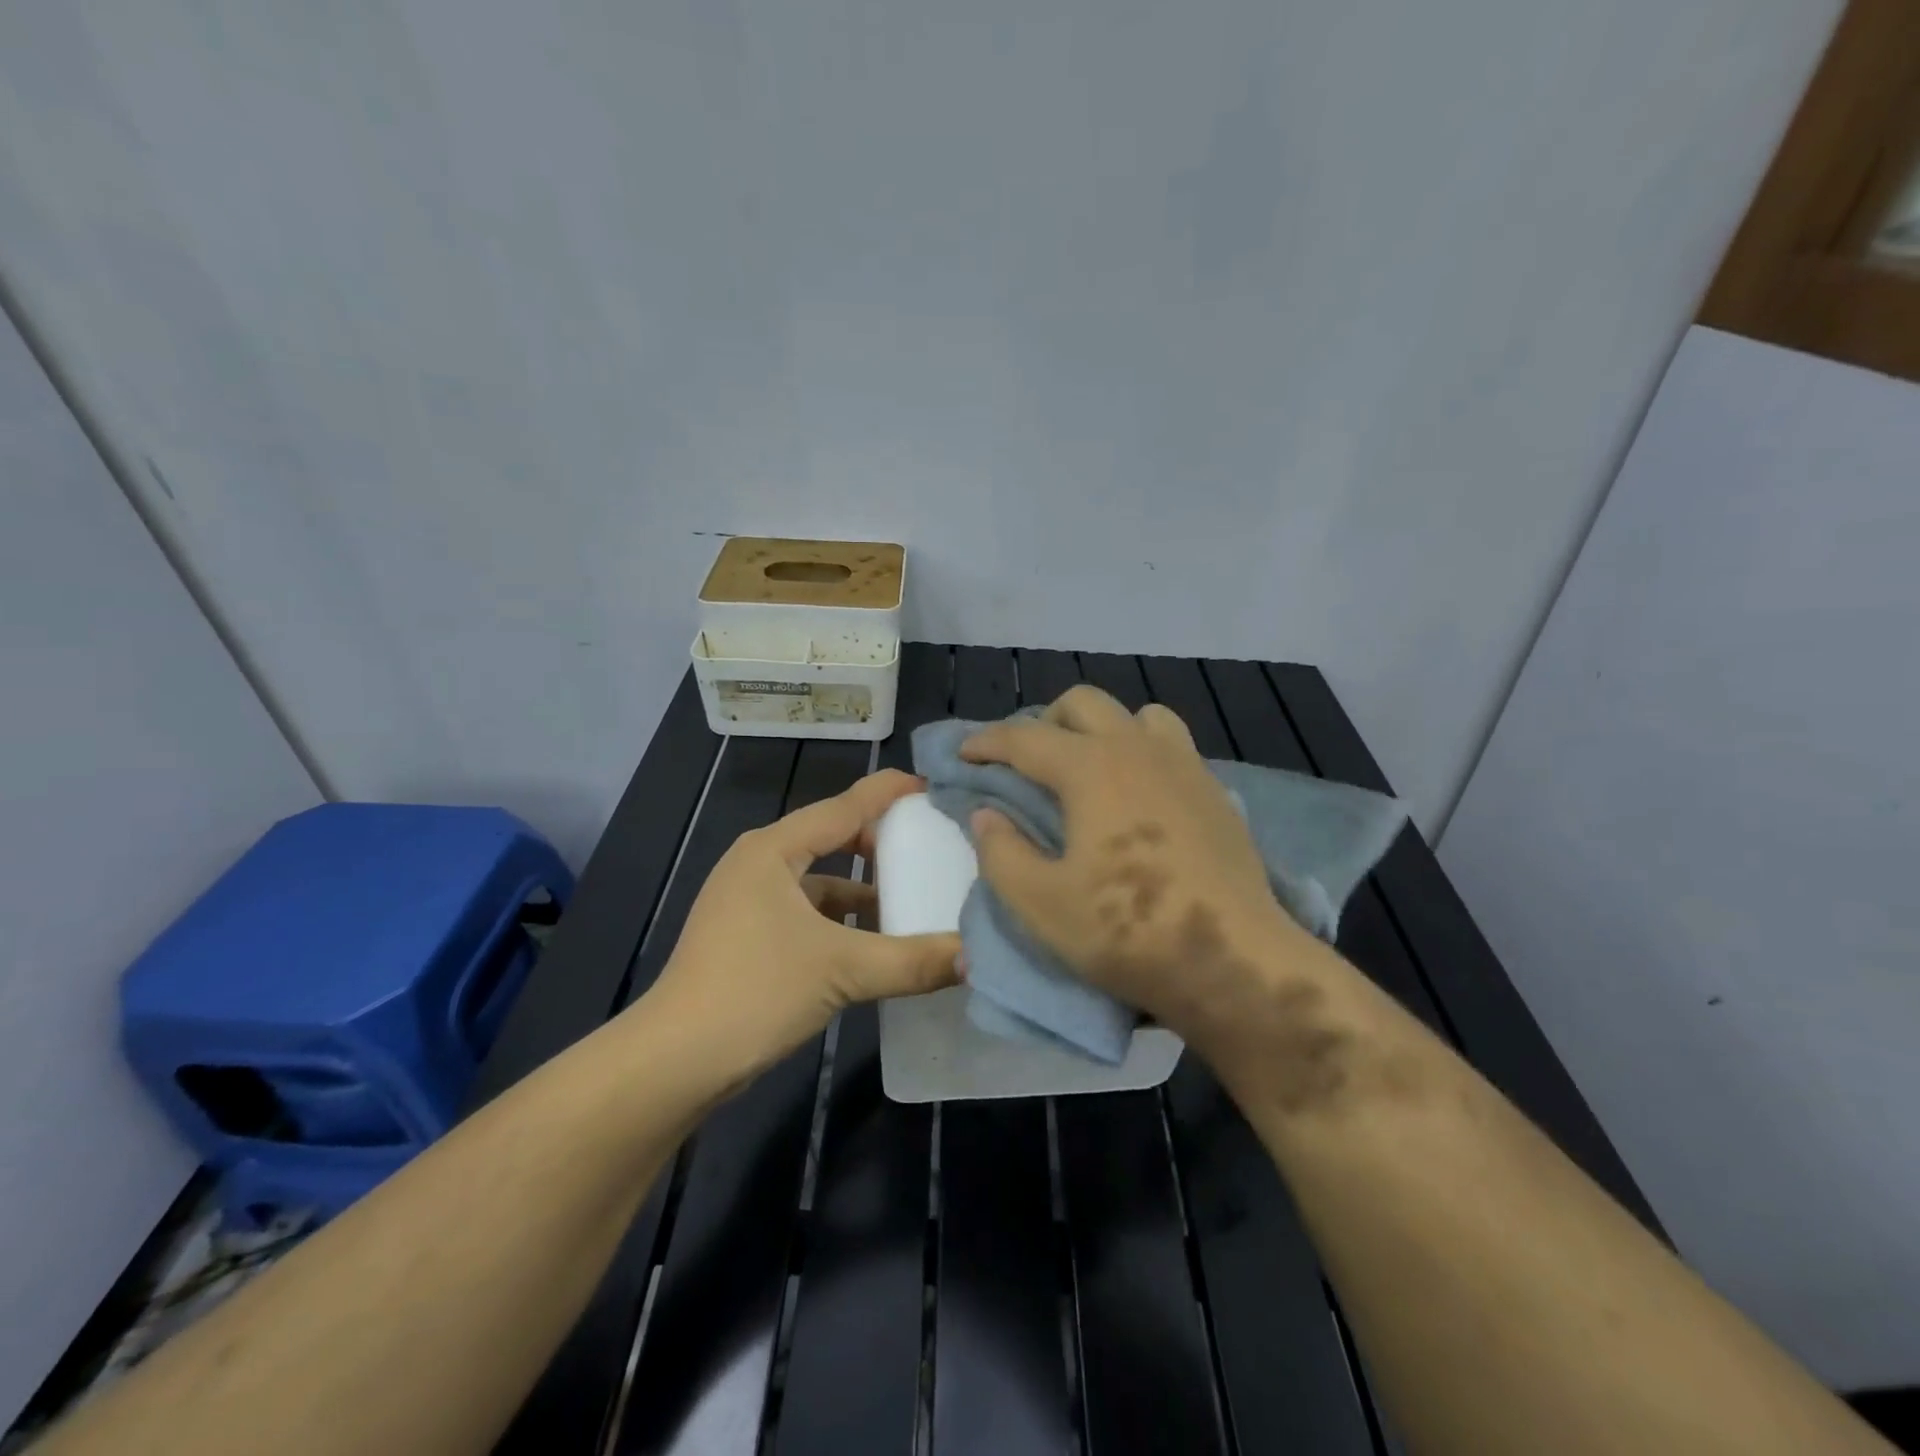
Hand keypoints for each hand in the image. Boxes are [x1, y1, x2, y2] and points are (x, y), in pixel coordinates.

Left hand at [642, 770, 961, 1085]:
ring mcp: (749, 901)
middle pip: (831, 836)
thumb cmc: (756, 991)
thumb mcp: (843, 971)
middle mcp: (759, 863)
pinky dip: (842, 919)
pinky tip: (873, 942)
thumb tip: (976, 957)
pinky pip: (808, 911)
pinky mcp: (749, 936)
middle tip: (930, 845)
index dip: (889, 793)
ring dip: (863, 886)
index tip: (934, 787)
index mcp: (774, 849)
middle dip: (880, 840)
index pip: (844, 805)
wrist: (674, 1062)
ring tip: (912, 897)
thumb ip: (913, 961)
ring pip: (820, 878)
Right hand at [961, 687, 1324, 1061]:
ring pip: (1136, 715)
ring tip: (1085, 770)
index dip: (986, 743)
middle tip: (1024, 764)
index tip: (963, 755)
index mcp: (1091, 768)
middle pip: (1082, 703)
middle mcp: (1137, 749)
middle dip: (1043, 722)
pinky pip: (1170, 745)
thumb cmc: (1128, 931)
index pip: (1025, 737)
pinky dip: (1140, 751)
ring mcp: (1183, 766)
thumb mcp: (1041, 903)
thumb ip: (1001, 852)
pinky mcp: (1214, 791)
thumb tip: (987, 815)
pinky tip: (1136, 796)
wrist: (1234, 961)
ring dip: (1101, 729)